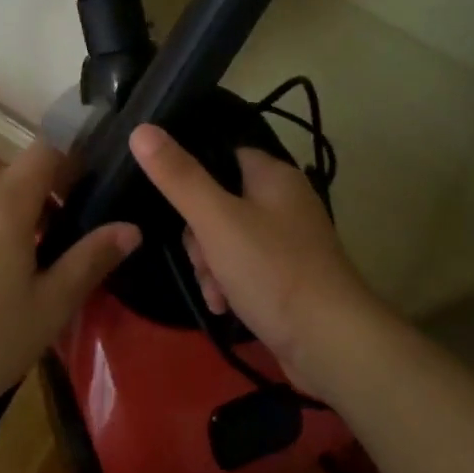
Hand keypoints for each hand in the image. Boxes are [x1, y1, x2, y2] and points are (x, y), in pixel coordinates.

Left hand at [0, 140, 139, 422]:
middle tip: (55, 247)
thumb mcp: (50, 307)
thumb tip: (131, 228)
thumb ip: (91, 260)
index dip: (70, 159)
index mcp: (5, 202)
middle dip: (38, 201)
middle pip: (12, 179)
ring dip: (1, 222)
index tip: (87, 186)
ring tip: (10, 273)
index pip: (46, 150)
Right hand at [128, 123, 387, 401]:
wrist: (332, 343)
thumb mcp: (216, 219)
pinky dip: (230, 285)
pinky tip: (225, 307)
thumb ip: (178, 176)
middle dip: (199, 237)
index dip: (192, 179)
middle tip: (203, 260)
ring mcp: (288, 241)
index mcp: (272, 175)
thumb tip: (141, 129)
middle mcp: (284, 201)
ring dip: (211, 267)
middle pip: (218, 202)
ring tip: (216, 292)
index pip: (220, 156)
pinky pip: (244, 269)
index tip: (176, 209)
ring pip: (226, 240)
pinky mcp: (288, 277)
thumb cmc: (272, 270)